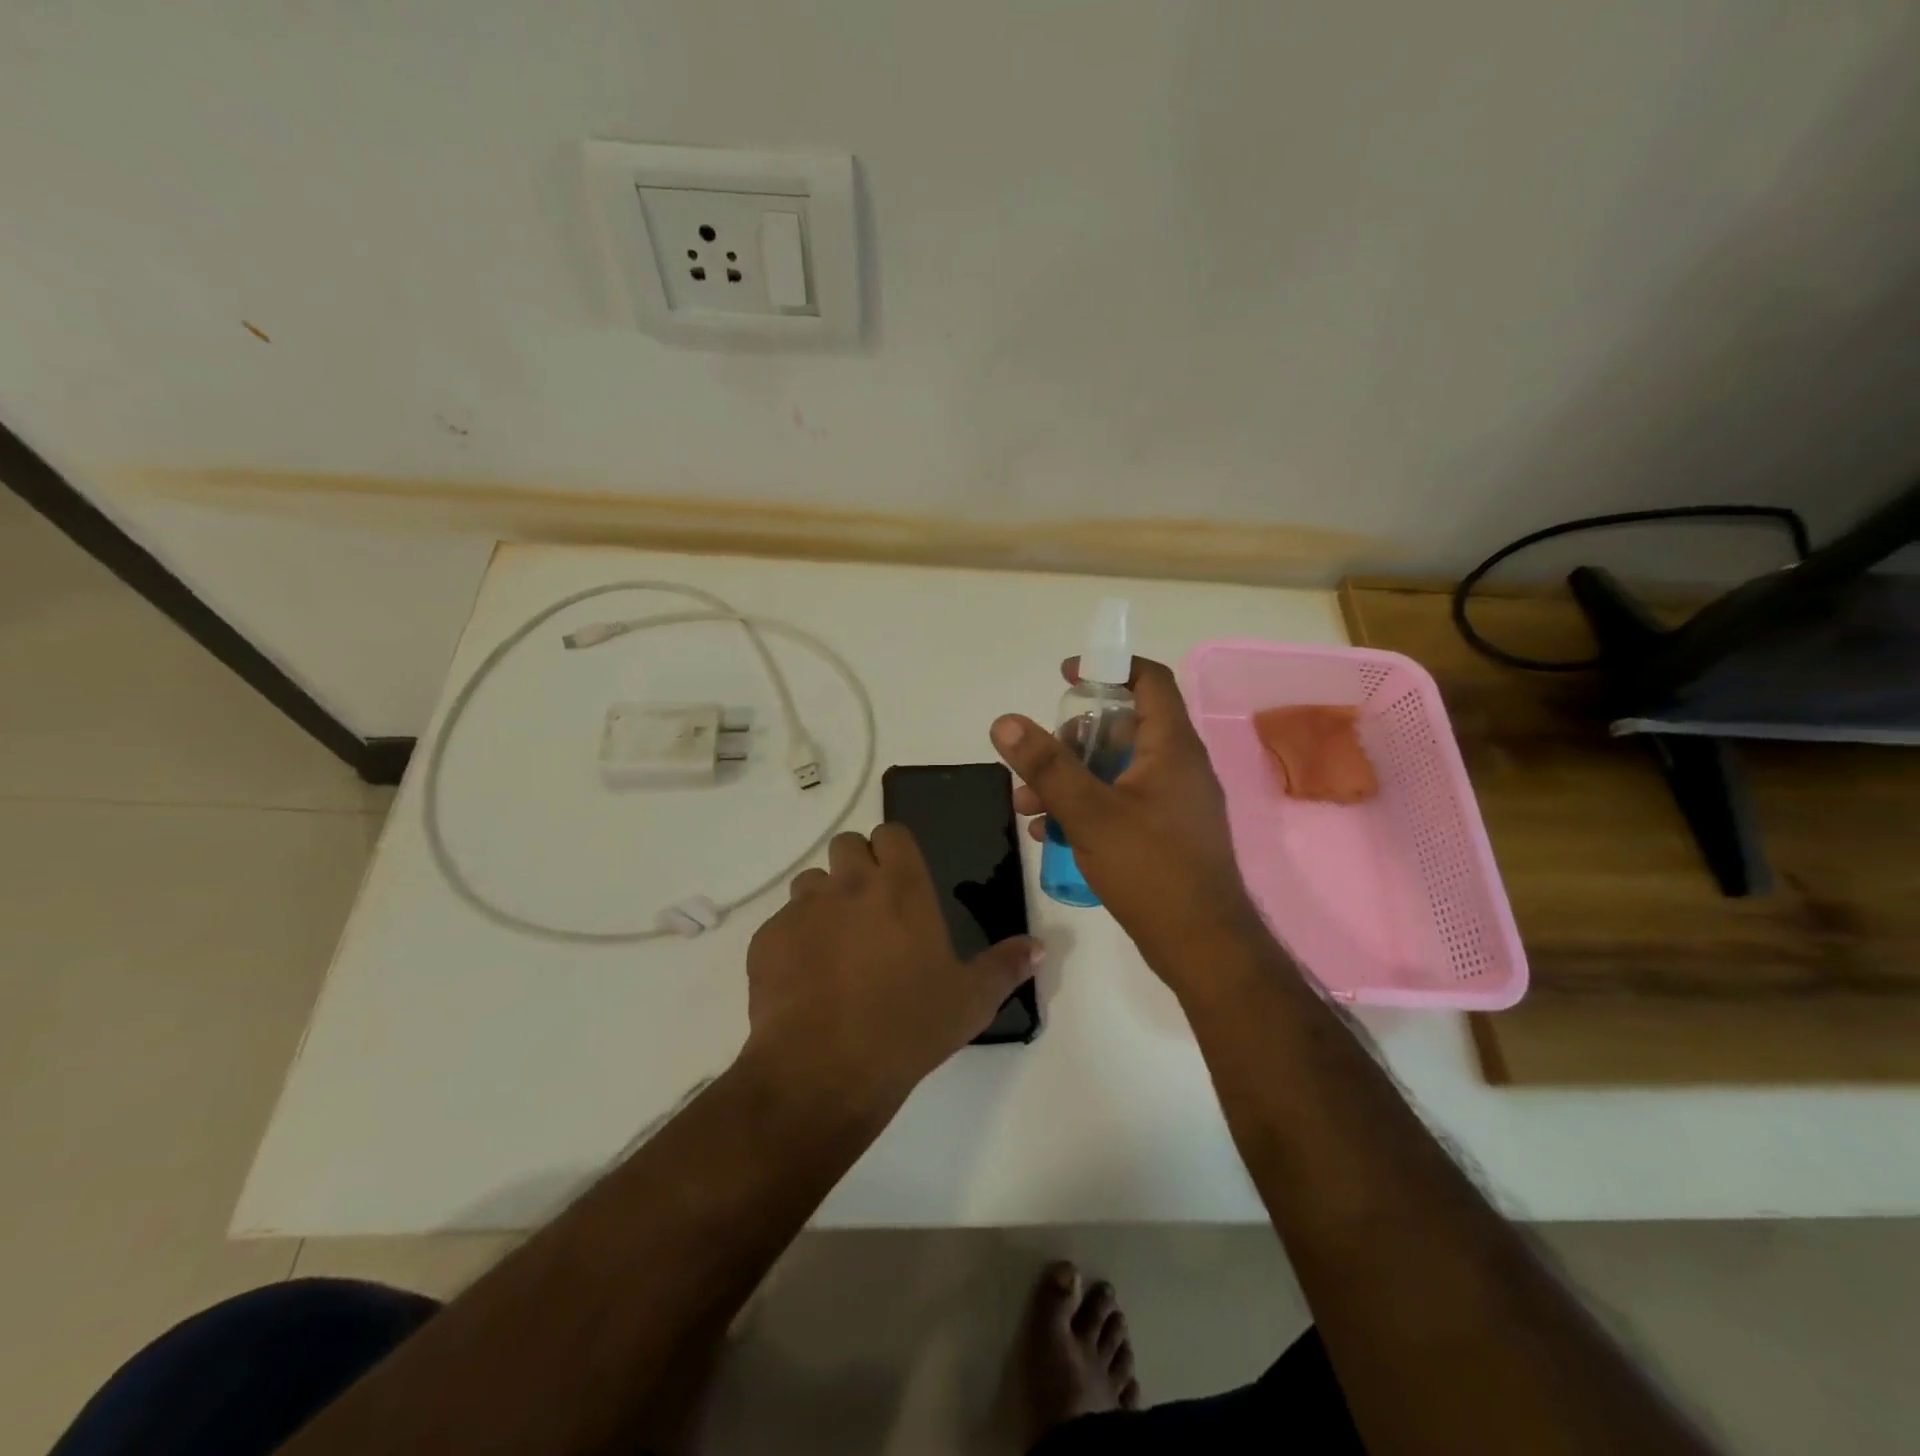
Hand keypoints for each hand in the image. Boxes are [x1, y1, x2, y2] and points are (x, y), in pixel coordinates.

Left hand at [743, 826, 1040, 1115]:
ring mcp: (804, 909)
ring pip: (811, 882)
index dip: (894, 850)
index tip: (900, 878)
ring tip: (835, 947)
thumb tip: (1040, 946)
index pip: (891, 833)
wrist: (825, 1070)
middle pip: (846, 845)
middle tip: (870, 911)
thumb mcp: (972, 1001)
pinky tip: (805, 980)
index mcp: (901, 888)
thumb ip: (1007, 966)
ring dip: (824, 901)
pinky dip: (793, 940)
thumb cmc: (908, 1027)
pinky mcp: (767, 938)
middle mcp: (850, 884)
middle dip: (856, 867)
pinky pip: (782, 923)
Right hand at [991, 657, 1264, 978]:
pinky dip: (1087, 808)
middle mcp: (1178, 766)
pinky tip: (1051, 834)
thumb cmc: (1151, 870)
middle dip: (1071, 740)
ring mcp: (1173, 803)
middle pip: (1122, 728)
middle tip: (1035, 761)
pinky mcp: (1165, 834)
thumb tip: (1005, 722)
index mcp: (1171, 747)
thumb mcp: (1090, 813)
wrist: (1203, 947)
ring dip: (1070, 780)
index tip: (1067, 676)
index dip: (1109, 668)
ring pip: (1115, 770)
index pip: (1150, 681)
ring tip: (1028, 806)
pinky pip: (1121, 803)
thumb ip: (1047, 766)